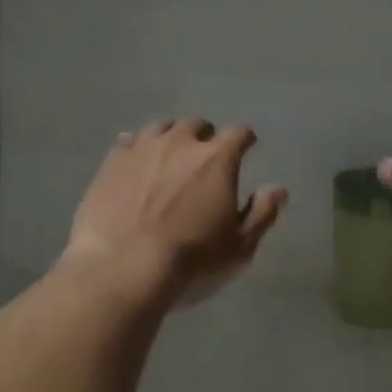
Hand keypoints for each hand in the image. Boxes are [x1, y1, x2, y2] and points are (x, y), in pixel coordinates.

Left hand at [62, 119, 286, 309]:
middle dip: (205, 136)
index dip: (244, 139)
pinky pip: (127, 141)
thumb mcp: (239, 245)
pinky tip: (136, 163)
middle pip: (197, 125)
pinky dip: (136, 148)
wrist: (124, 266)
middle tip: (204, 155)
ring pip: (161, 127)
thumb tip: (278, 189)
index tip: (246, 146)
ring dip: (170, 136)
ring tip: (168, 155)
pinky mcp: (112, 160)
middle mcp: (180, 141)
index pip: (238, 133)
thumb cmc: (191, 257)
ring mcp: (142, 147)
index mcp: (217, 158)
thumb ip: (262, 212)